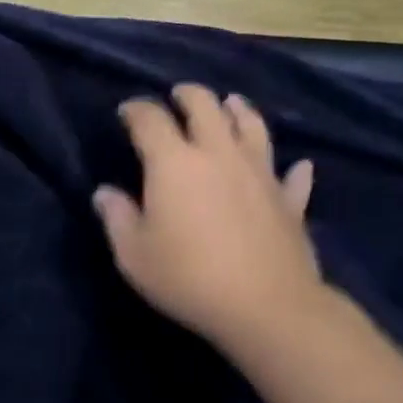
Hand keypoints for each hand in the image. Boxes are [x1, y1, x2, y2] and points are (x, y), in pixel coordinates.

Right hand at [94, 85, 334, 355]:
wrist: (268, 308)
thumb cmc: (189, 278)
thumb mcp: (134, 255)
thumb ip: (117, 218)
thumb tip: (105, 193)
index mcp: (174, 162)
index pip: (150, 119)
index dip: (136, 109)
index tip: (127, 112)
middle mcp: (218, 154)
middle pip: (205, 105)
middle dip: (188, 95)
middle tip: (178, 96)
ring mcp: (260, 173)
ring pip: (252, 125)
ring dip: (238, 110)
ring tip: (231, 104)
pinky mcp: (289, 200)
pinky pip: (292, 176)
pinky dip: (293, 169)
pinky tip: (298, 165)